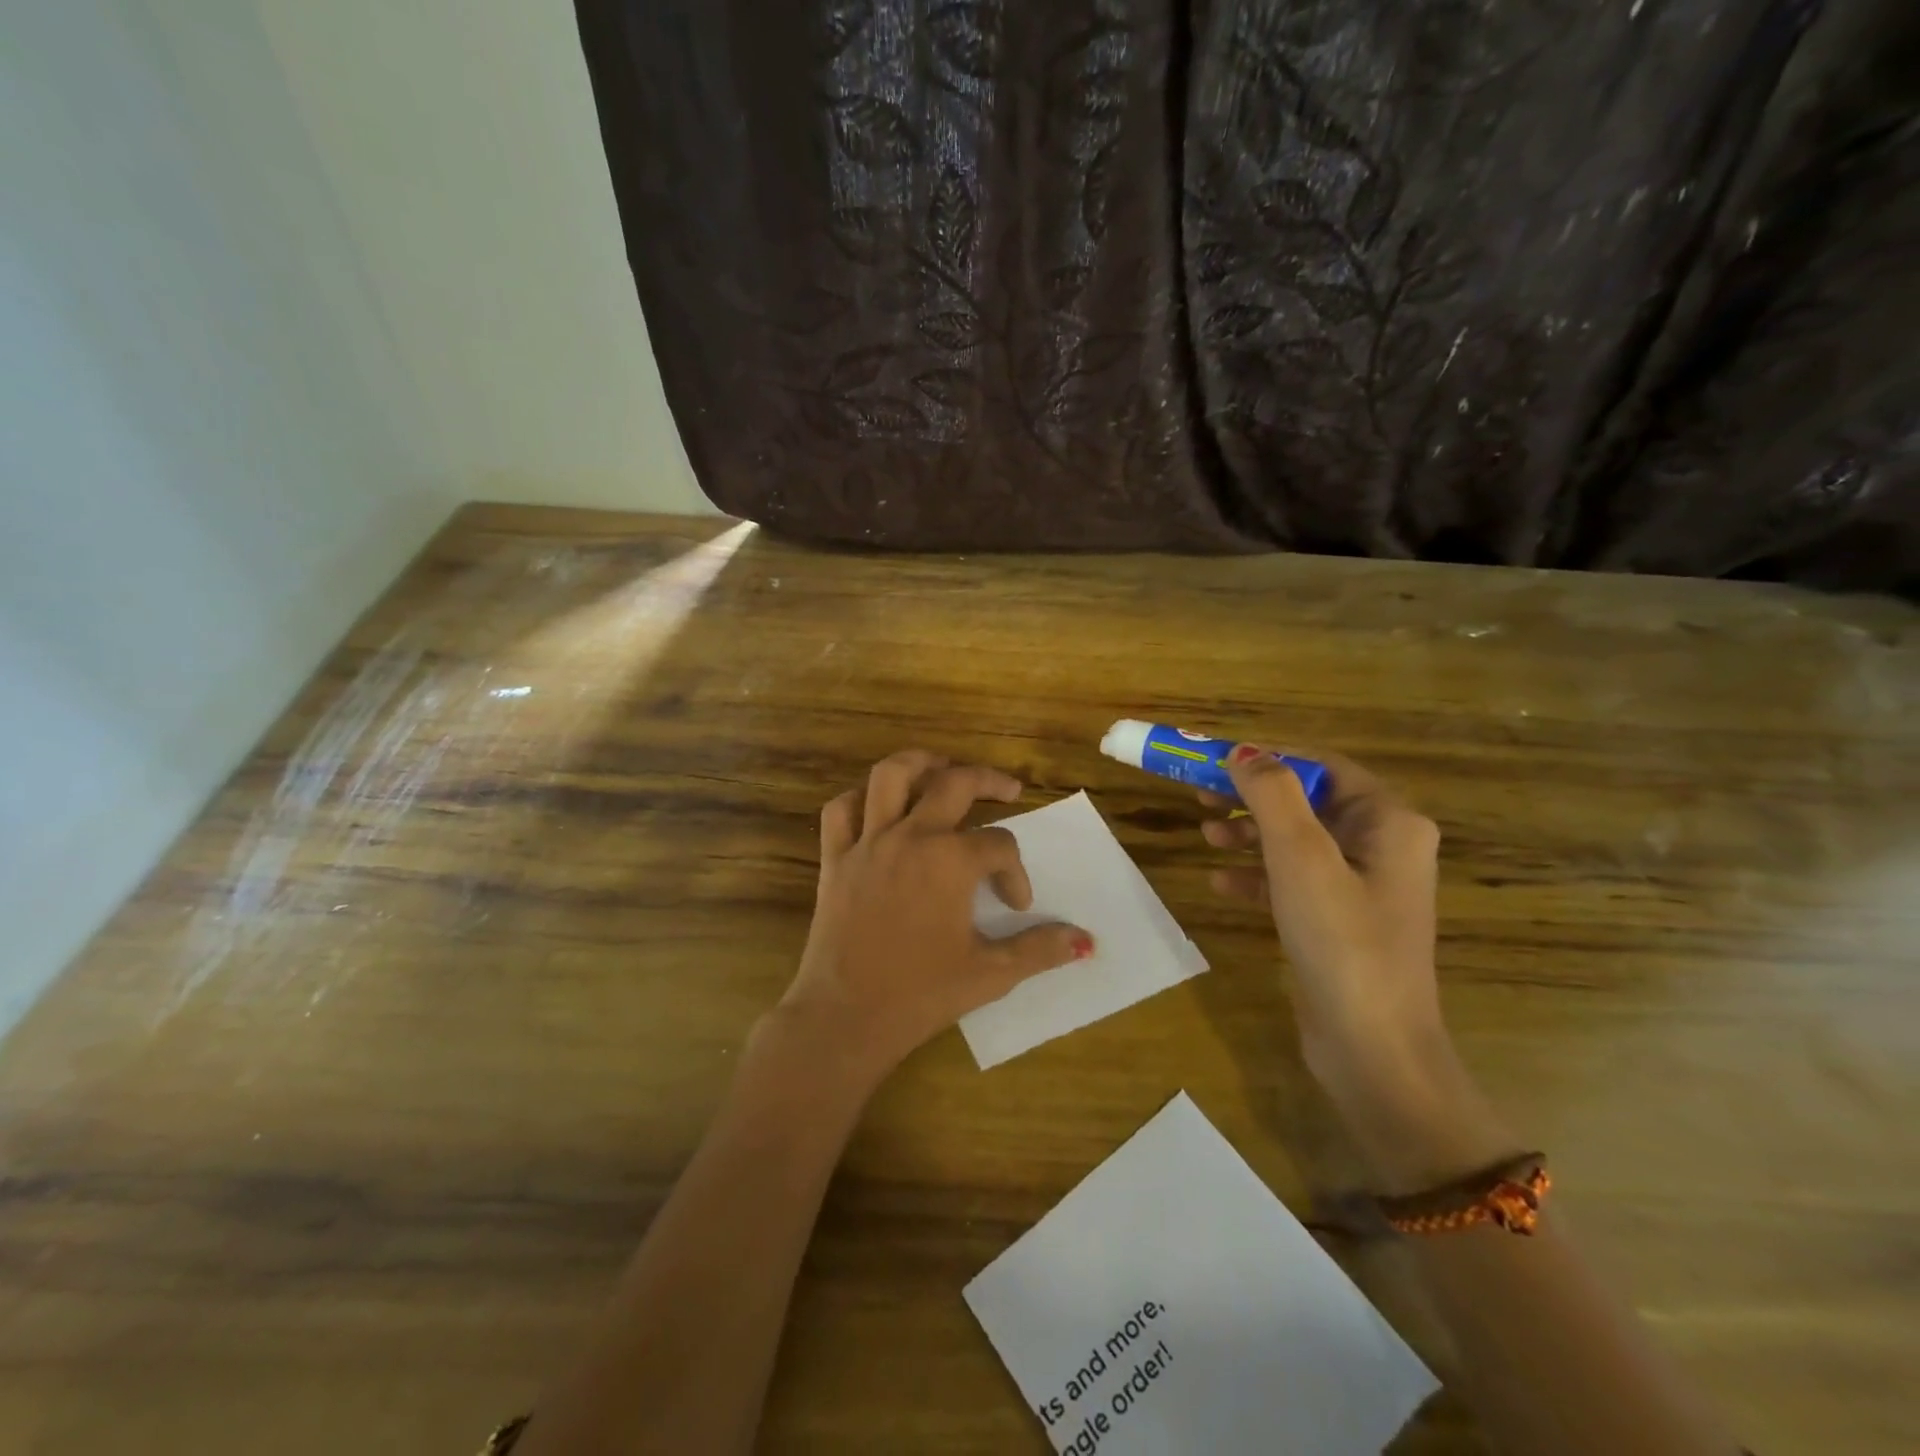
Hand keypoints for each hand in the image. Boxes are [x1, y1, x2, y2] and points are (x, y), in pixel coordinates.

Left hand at [776, 750, 1092, 1082]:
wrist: (846, 1017)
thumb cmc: (922, 994)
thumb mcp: (991, 974)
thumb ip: (1040, 949)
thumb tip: (1084, 941)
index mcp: (951, 861)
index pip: (999, 845)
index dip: (1016, 872)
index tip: (1018, 904)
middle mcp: (910, 837)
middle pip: (954, 783)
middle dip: (987, 780)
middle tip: (1007, 789)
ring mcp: (867, 842)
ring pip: (890, 776)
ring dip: (920, 763)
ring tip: (941, 768)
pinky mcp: (834, 858)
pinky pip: (841, 810)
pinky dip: (859, 798)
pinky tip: (877, 807)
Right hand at [1202, 746, 1511, 1186]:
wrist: (1372, 1049)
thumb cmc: (1341, 942)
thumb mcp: (1301, 858)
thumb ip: (1272, 796)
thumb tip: (1243, 753)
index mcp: (1389, 822)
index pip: (1320, 766)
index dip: (1265, 757)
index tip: (1211, 759)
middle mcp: (1382, 846)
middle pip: (1305, 801)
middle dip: (1251, 796)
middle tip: (1199, 794)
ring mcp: (1361, 886)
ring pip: (1295, 840)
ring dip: (1248, 833)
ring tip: (1205, 836)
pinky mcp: (1338, 921)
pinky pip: (1292, 880)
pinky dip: (1257, 875)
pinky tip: (1221, 883)